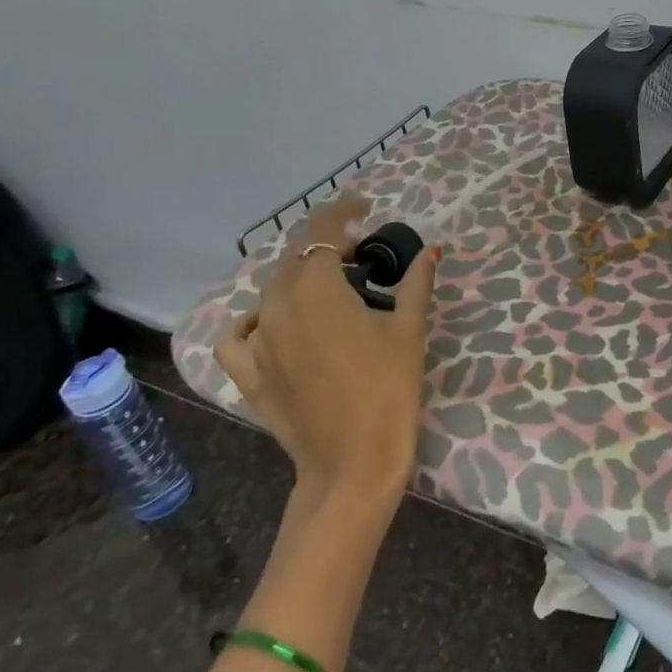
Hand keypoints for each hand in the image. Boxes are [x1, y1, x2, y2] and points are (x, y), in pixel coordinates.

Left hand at [213, 197, 439, 502]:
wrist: (353, 463)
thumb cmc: (388, 389)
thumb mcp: (409, 330)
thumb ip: (416, 282)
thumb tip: (431, 250)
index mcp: (317, 289)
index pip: (321, 230)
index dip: (342, 211)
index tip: (365, 208)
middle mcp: (277, 307)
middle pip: (297, 258)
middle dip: (328, 247)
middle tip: (362, 258)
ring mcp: (257, 342)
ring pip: (272, 292)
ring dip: (301, 280)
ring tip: (331, 293)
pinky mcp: (249, 374)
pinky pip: (240, 335)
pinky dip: (257, 320)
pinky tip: (277, 326)